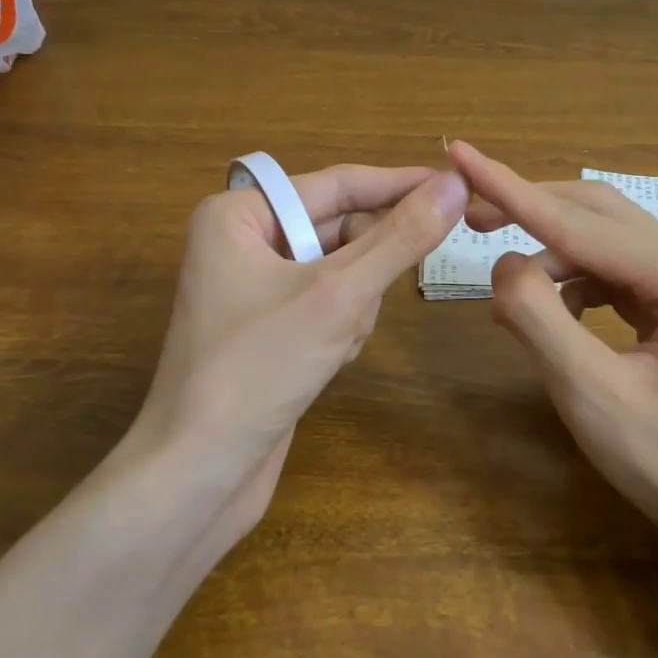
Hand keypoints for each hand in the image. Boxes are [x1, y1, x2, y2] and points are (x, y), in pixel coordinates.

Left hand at [123, 162, 468, 542]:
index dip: (401, 184)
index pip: (338, 184)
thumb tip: (456, 184)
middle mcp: (243, 240)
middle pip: (340, 228)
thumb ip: (400, 236)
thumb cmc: (258, 369)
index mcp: (239, 214)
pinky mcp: (269, 326)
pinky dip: (343, 326)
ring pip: (341, 269)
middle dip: (367, 266)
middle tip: (384, 290)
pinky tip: (330, 360)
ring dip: (356, 303)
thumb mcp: (339, 295)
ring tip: (338, 340)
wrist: (198, 475)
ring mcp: (255, 286)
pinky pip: (327, 303)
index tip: (459, 183)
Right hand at [449, 141, 657, 550]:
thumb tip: (502, 265)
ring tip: (505, 295)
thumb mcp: (594, 396)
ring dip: (550, 256)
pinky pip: (614, 276)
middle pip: (594, 214)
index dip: (510, 188)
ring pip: (602, 244)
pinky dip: (573, 286)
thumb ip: (540, 320)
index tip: (460, 153)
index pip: (577, 221)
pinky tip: (548, 315)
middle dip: (529, 210)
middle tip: (470, 217)